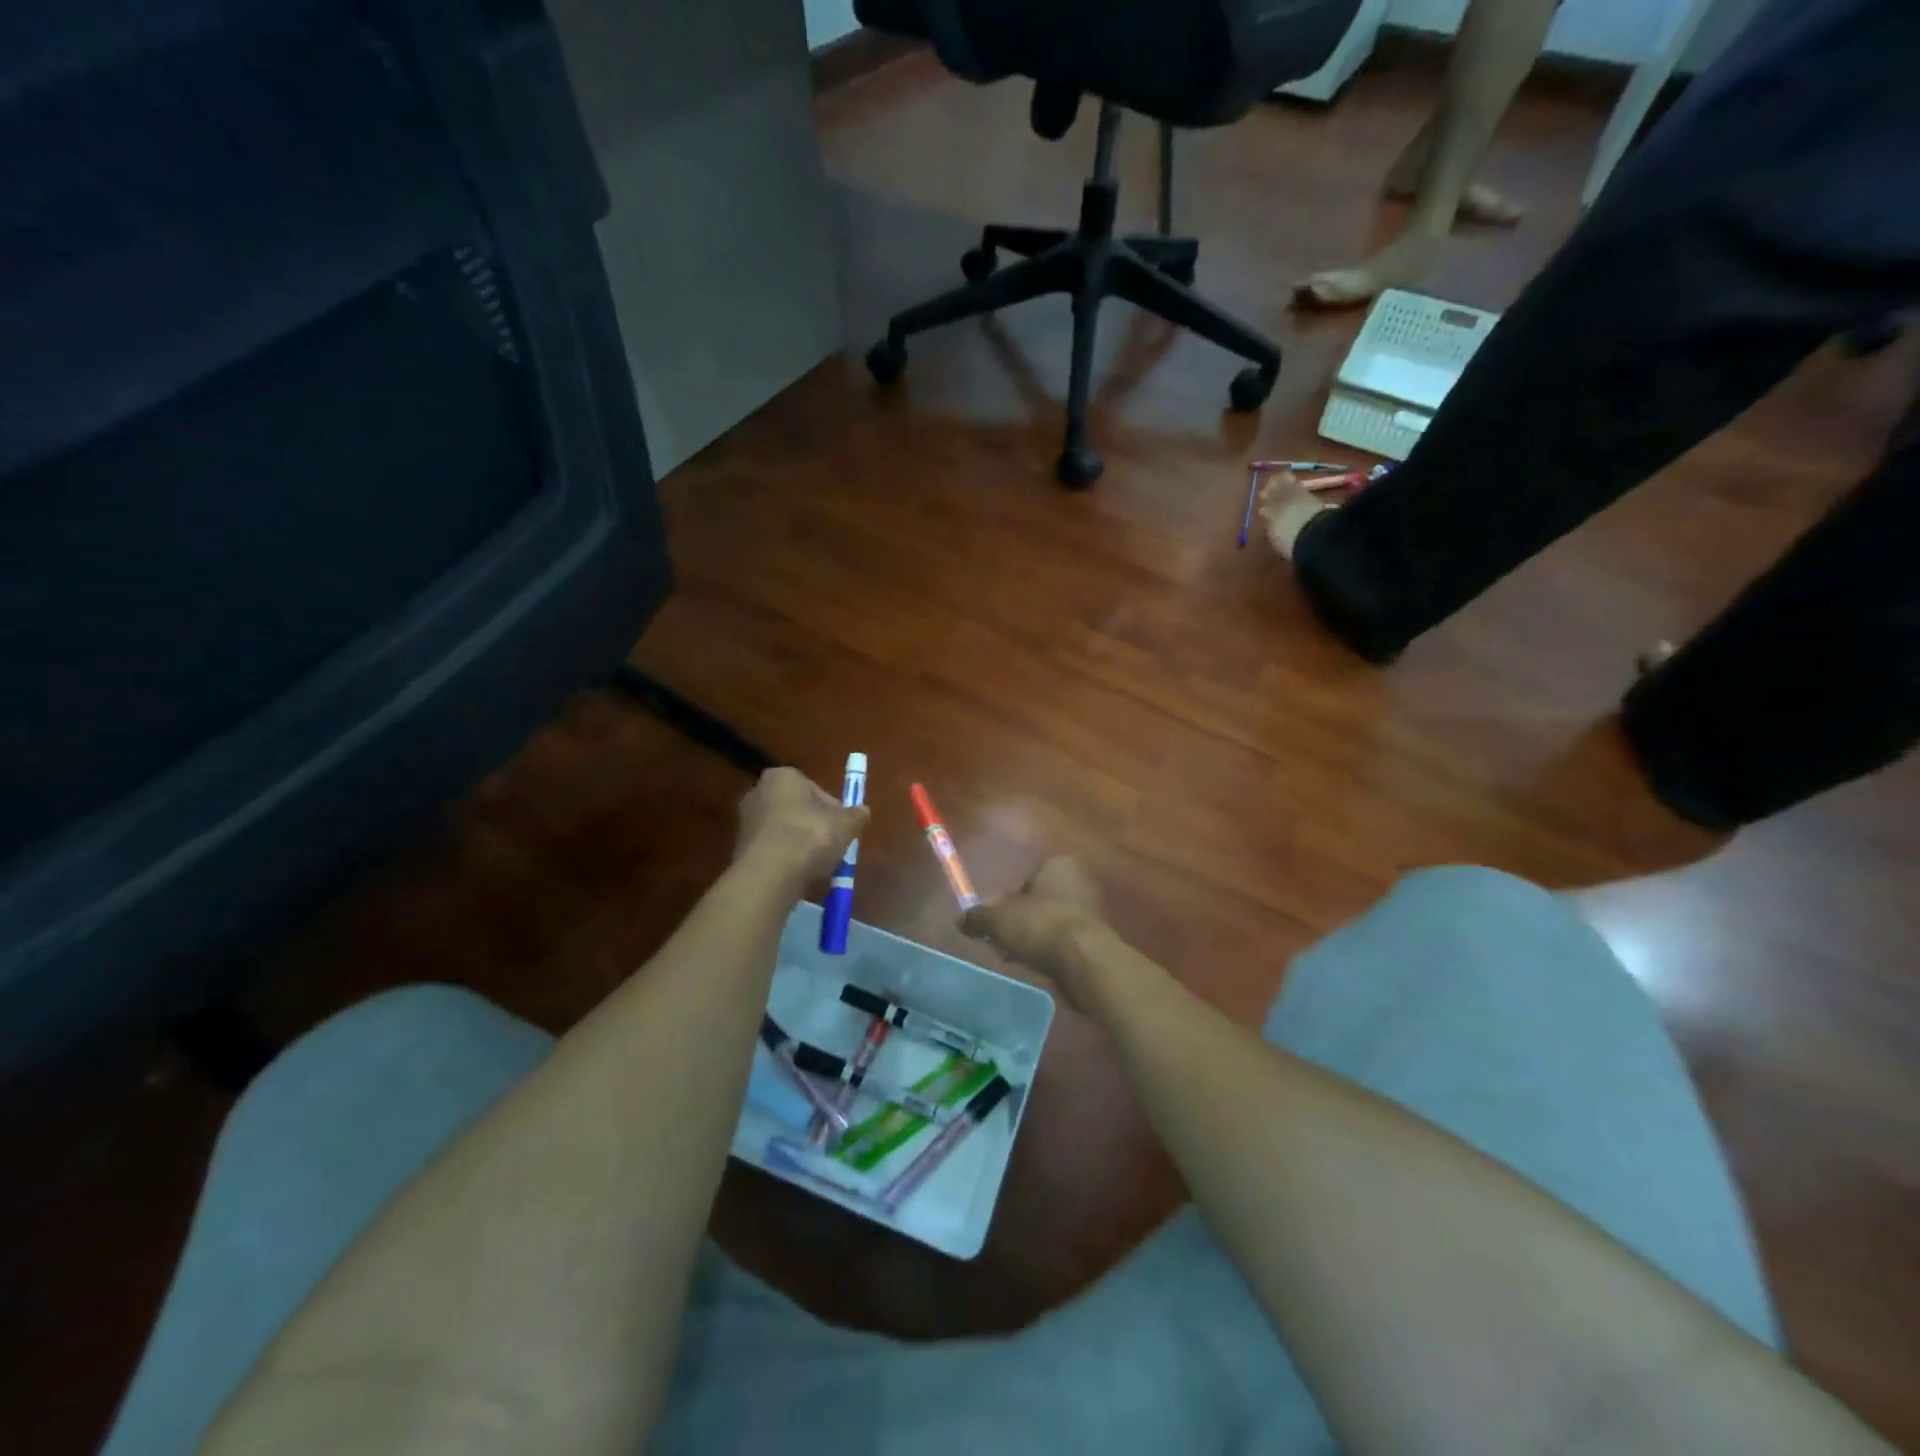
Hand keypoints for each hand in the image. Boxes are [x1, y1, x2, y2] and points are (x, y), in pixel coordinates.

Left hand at [734, 767, 868, 889]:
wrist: (769, 876)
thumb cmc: (809, 837)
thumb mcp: (845, 825)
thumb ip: (856, 815)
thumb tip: (863, 811)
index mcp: (782, 777)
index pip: (814, 788)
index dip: (832, 809)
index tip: (842, 827)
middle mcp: (758, 792)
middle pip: (797, 808)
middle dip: (814, 826)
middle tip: (832, 845)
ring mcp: (745, 822)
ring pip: (783, 831)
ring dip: (800, 844)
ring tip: (816, 865)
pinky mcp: (739, 849)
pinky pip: (772, 850)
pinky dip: (785, 860)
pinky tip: (797, 875)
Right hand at [961, 855, 1109, 1005]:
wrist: (1085, 961)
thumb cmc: (1041, 925)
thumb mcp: (999, 919)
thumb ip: (978, 917)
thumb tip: (961, 920)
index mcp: (1059, 864)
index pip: (1026, 877)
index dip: (1005, 900)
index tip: (993, 921)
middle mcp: (1080, 880)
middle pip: (1038, 900)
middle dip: (1018, 920)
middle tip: (1001, 940)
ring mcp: (1092, 910)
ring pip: (1050, 922)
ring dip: (1033, 937)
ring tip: (1016, 956)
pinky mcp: (1097, 938)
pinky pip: (1063, 940)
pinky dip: (1049, 950)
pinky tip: (1036, 965)